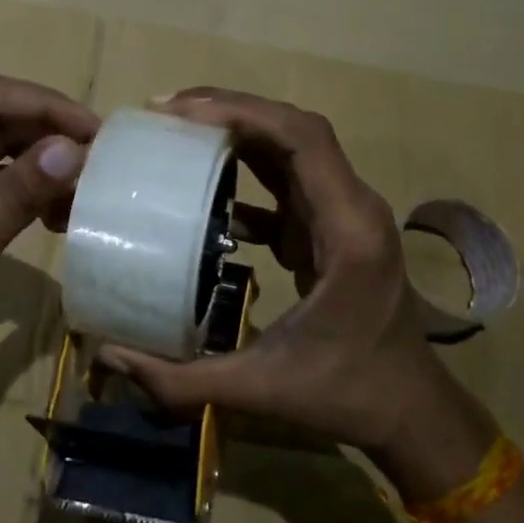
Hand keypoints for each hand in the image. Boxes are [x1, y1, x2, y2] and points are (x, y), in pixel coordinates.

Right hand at [100, 89, 490, 484]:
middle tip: (166, 112)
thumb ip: (184, 381)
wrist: (412, 412)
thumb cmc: (349, 395)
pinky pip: (287, 179)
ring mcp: (343, 214)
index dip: (242, 113)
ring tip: (178, 129)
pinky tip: (204, 185)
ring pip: (291, 147)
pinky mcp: (329, 228)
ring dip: (238, 130)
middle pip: (294, 129)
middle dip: (230, 110)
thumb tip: (111, 357)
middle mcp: (351, 206)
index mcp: (348, 229)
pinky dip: (247, 169)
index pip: (302, 138)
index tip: (181, 114)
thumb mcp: (264, 389)